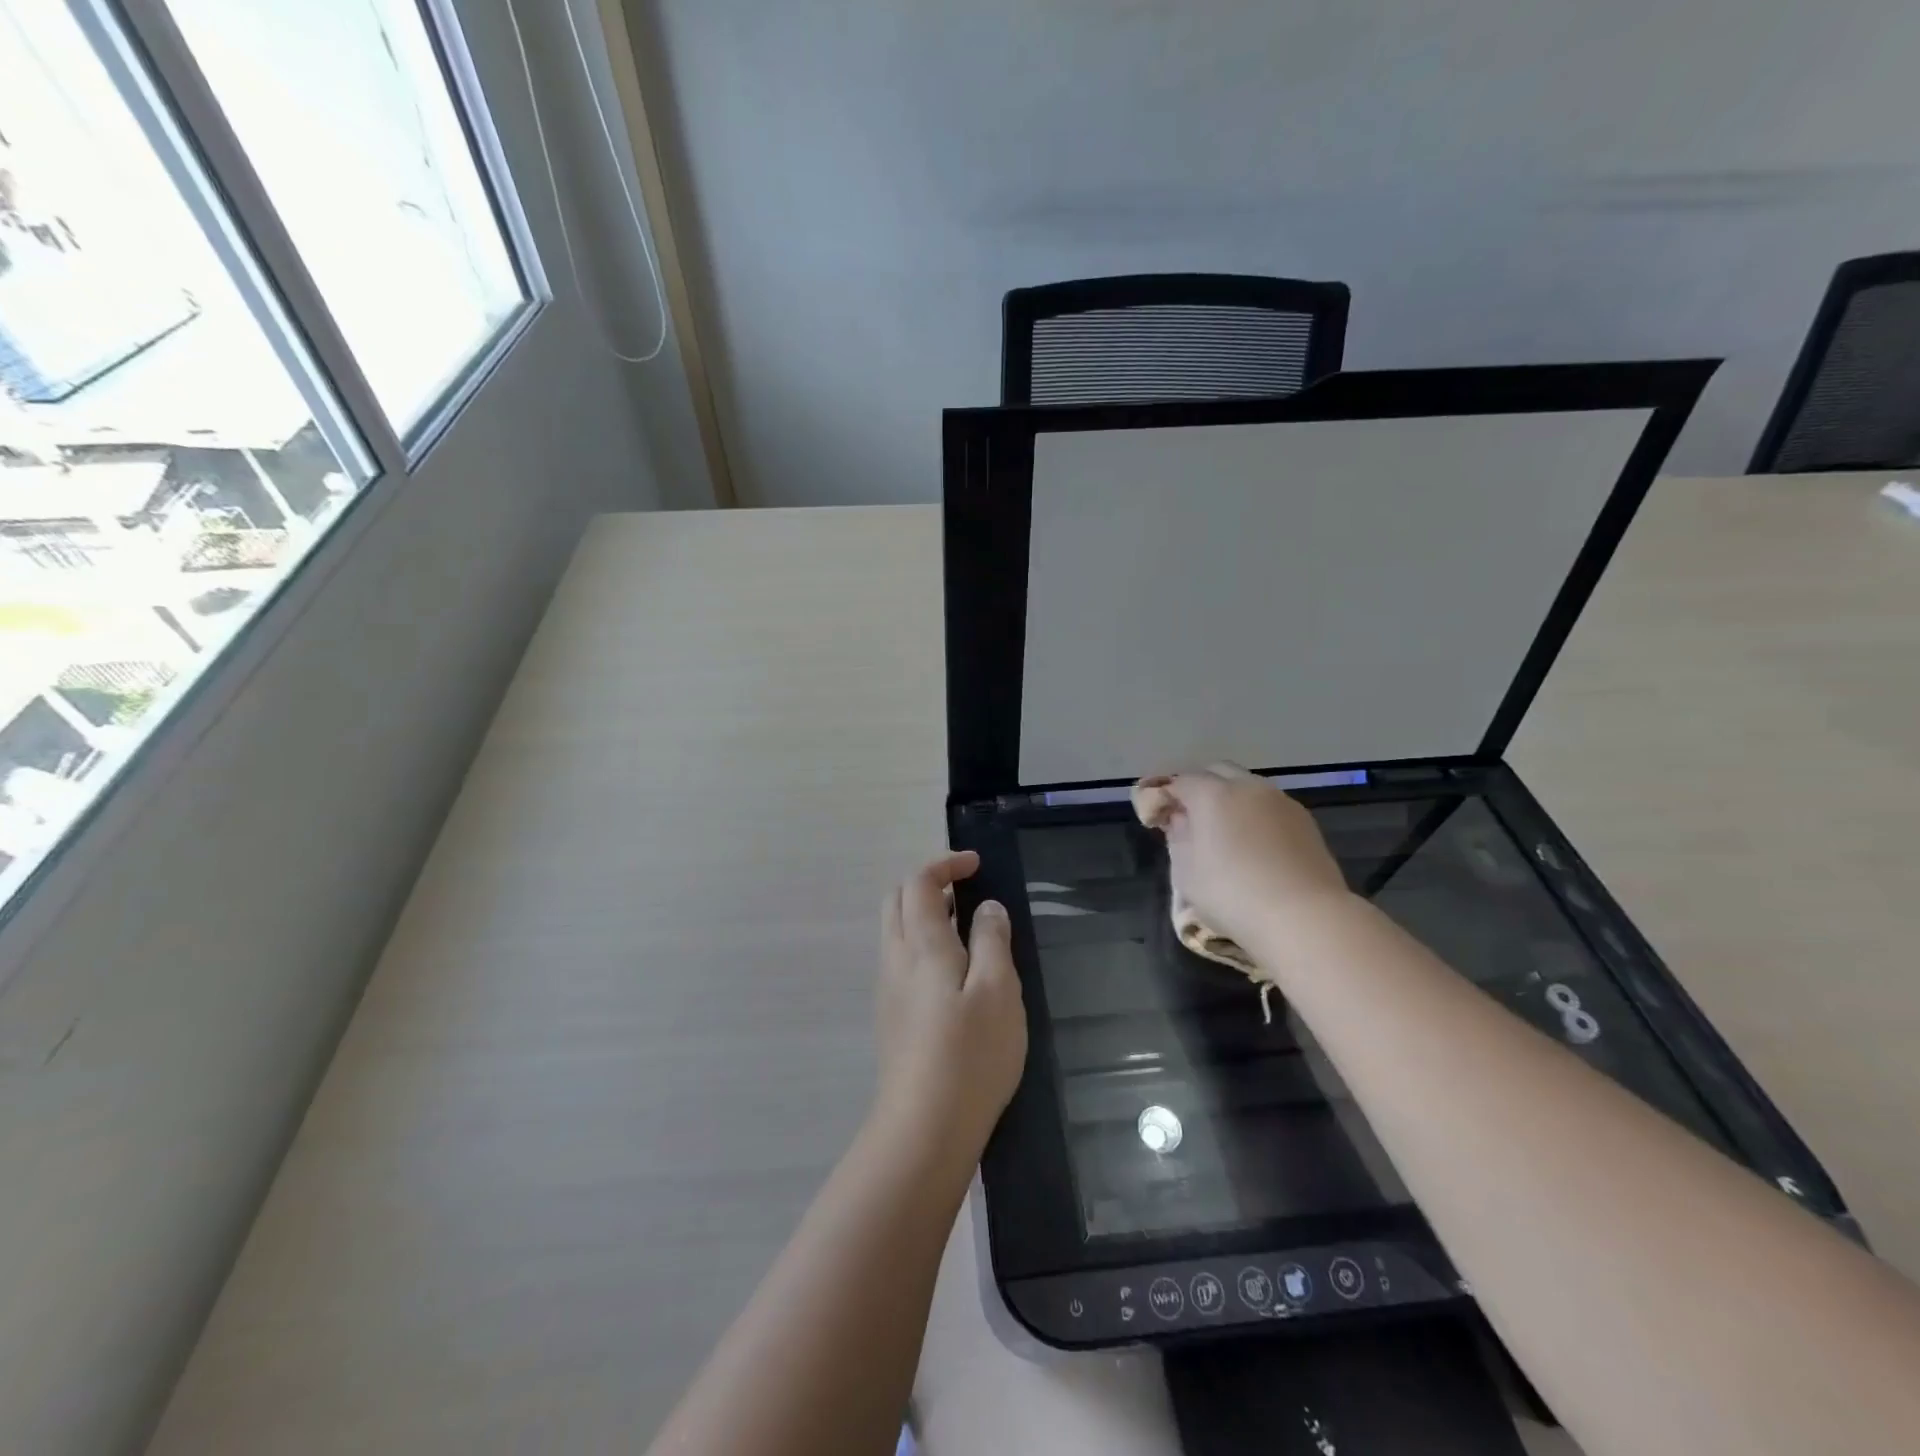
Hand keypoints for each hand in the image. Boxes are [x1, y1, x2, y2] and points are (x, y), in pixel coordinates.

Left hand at [876, 851, 1027, 1154]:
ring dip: (925, 915)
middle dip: (928, 884)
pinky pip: (900, 960)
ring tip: (967, 929)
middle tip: (966, 890)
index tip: (975, 864)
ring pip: (896, 931)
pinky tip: (953, 973)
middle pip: (898, 900)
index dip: (944, 864)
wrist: (924, 1128)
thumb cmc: (970, 1053)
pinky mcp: (890, 1016)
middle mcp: (895, 959)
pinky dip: (922, 943)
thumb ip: (991, 940)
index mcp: (922, 944)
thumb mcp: (998, 990)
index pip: (919, 883)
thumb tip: (985, 907)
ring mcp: (887, 989)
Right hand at [1136, 764, 1350, 946]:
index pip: (1180, 782)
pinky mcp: (1305, 820)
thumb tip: (1181, 820)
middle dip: (1199, 787)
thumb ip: (1178, 838)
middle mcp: (1247, 787)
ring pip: (1247, 786)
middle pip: (1217, 772)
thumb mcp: (1186, 872)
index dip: (1165, 796)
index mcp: (1212, 794)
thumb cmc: (1232, 894)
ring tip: (1224, 831)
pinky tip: (1254, 843)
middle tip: (1189, 817)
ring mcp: (1281, 801)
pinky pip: (1270, 806)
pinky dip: (1255, 814)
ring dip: (1231, 799)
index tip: (1157, 817)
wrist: (1304, 917)